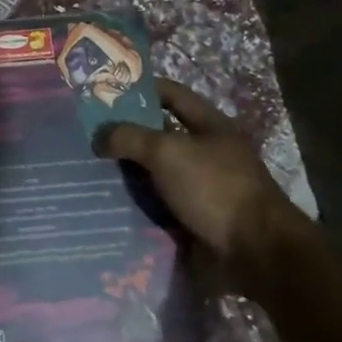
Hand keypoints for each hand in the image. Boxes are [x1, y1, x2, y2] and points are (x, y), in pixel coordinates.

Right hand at [97, 79, 313, 271]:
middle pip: (159, 137)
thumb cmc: (215, 187)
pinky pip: (157, 210)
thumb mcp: (168, 152)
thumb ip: (130, 137)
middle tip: (85, 137)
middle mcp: (206, 153)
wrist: (255, 252)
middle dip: (125, 137)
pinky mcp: (194, 222)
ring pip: (154, 176)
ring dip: (126, 177)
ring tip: (87, 174)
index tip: (104, 92)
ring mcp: (201, 189)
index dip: (140, 88)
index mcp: (209, 126)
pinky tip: (106, 208)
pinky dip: (135, 209)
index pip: (171, 94)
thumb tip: (99, 136)